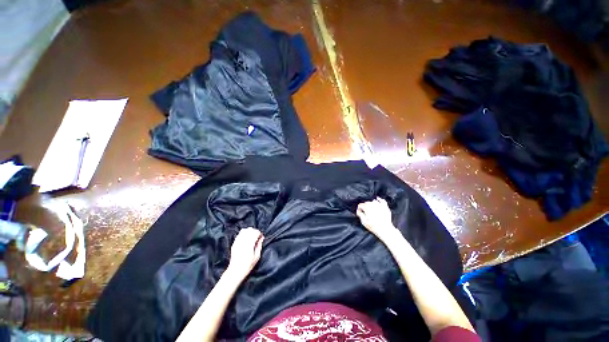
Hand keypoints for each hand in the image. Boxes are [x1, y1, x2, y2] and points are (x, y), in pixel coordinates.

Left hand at [226, 228, 263, 280]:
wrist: (235, 271)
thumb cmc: (247, 265)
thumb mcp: (257, 257)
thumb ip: (259, 246)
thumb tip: (261, 238)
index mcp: (249, 245)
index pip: (255, 233)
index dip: (259, 233)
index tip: (261, 237)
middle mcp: (243, 242)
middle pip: (250, 230)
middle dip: (255, 231)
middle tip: (257, 237)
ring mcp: (237, 242)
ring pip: (244, 230)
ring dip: (249, 231)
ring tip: (251, 236)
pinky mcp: (234, 243)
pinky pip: (239, 234)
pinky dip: (244, 233)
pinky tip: (246, 238)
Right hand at [357, 197, 398, 240]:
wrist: (385, 229)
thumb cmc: (373, 226)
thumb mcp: (363, 221)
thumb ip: (359, 214)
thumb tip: (358, 210)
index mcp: (366, 207)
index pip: (361, 205)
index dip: (359, 208)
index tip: (359, 211)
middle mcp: (372, 204)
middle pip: (366, 203)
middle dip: (365, 206)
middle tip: (365, 211)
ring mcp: (379, 205)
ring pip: (373, 201)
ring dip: (371, 203)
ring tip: (370, 207)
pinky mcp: (385, 207)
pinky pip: (382, 201)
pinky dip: (379, 199)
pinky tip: (378, 199)